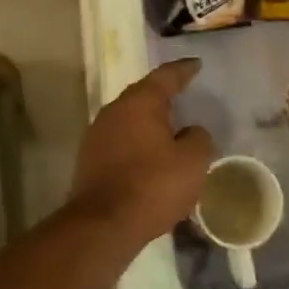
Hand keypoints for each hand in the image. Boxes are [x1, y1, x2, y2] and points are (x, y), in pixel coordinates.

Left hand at [69, 59, 214, 241]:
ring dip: (148, 121)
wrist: (103, 224)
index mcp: (141, 102)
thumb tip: (191, 132)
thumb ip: (198, 139)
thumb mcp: (192, 162)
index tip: (196, 65)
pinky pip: (120, 140)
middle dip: (163, 94)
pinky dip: (137, 142)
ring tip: (169, 128)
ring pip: (129, 118)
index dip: (183, 70)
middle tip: (182, 93)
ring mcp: (98, 134)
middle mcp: (115, 110)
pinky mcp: (90, 158)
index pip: (166, 76)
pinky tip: (149, 156)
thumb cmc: (153, 186)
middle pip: (143, 95)